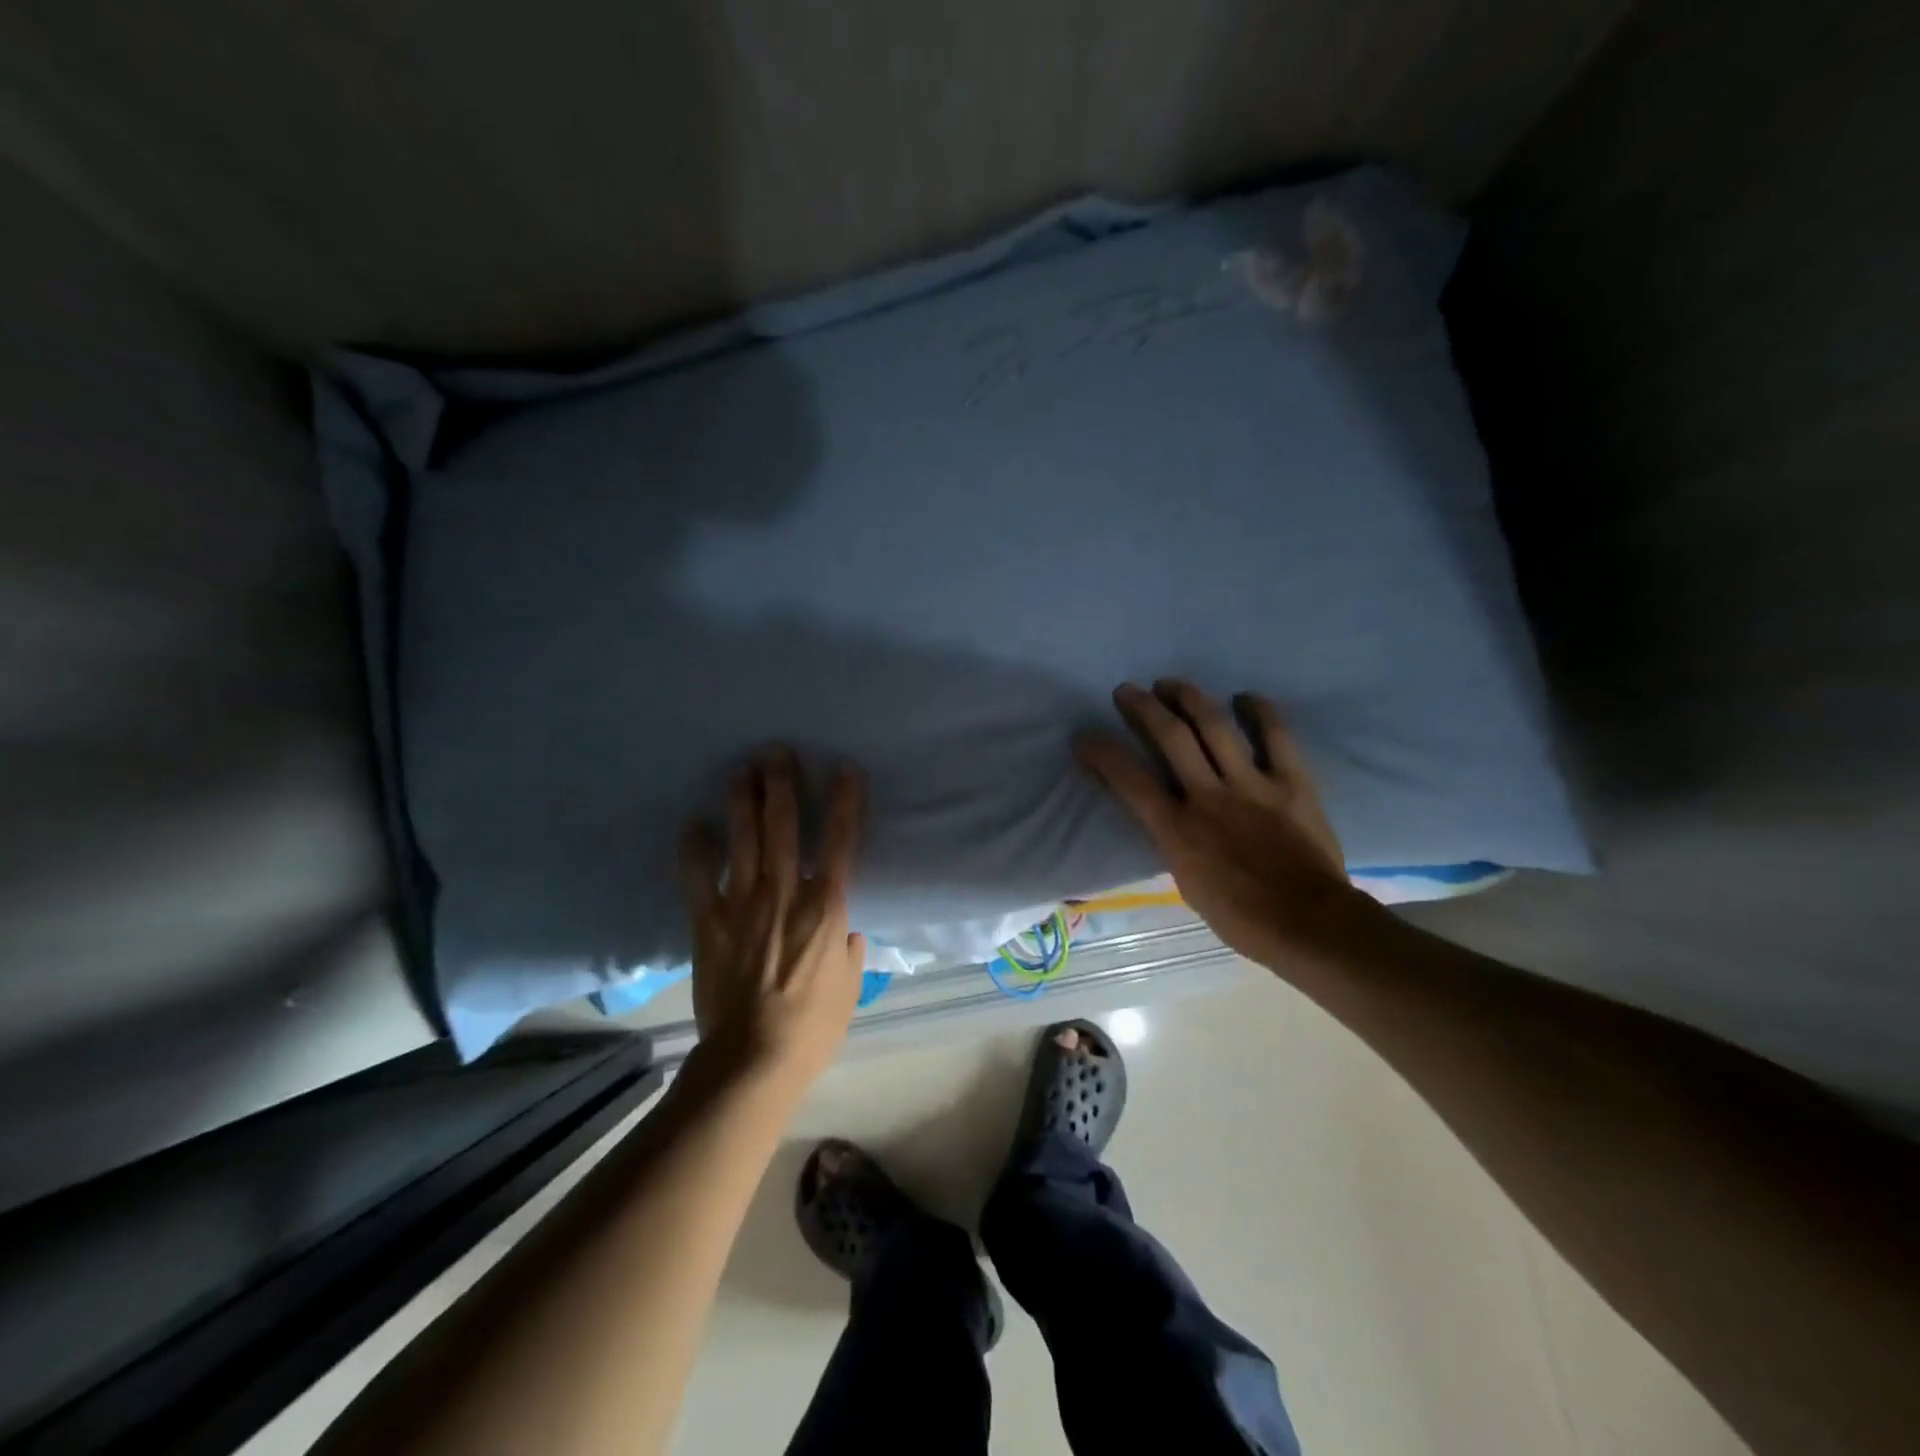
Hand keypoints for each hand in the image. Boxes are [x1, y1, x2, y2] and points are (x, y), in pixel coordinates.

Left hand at [678, 751, 867, 1089]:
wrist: (753, 1059)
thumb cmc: (813, 1026)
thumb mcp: (850, 988)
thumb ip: (850, 951)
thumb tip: (847, 933)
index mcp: (827, 906)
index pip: (841, 841)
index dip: (845, 800)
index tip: (844, 769)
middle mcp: (786, 893)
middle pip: (785, 825)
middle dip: (782, 783)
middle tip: (777, 751)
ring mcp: (743, 904)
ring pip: (744, 839)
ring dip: (743, 800)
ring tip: (742, 769)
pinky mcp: (709, 921)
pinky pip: (698, 877)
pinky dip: (694, 849)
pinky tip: (692, 824)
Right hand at [1076, 681, 1378, 976]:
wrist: (1308, 925)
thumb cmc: (1241, 917)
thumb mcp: (1186, 883)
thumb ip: (1173, 841)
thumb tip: (1166, 818)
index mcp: (1177, 830)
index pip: (1128, 780)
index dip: (1101, 753)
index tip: (1084, 736)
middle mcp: (1208, 796)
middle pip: (1169, 736)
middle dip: (1142, 707)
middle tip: (1127, 691)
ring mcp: (1251, 785)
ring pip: (1214, 726)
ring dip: (1189, 697)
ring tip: (1171, 683)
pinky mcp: (1291, 782)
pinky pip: (1276, 736)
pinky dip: (1261, 711)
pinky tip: (1246, 697)